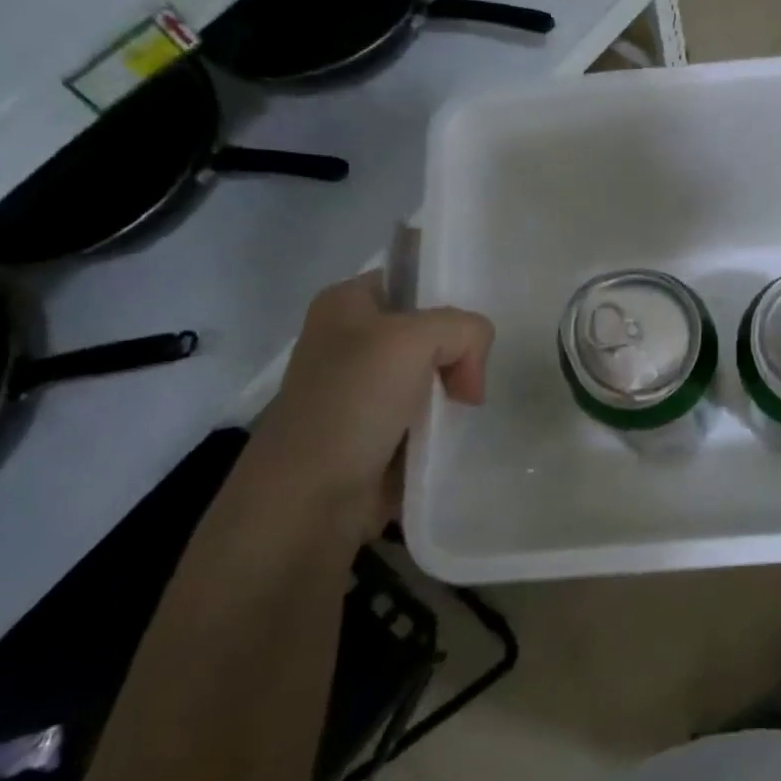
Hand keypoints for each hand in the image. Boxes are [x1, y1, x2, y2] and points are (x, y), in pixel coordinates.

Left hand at [250, 273, 493, 531]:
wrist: (310, 499)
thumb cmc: (352, 404)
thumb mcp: (414, 340)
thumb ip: (464, 329)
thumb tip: (469, 375)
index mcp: (347, 303)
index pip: (415, 281)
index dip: (449, 301)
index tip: (470, 338)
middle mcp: (353, 340)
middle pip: (433, 331)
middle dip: (459, 356)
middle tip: (468, 387)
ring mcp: (365, 389)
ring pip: (435, 375)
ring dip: (455, 394)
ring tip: (462, 414)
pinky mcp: (378, 431)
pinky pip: (429, 415)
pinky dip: (446, 424)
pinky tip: (453, 436)